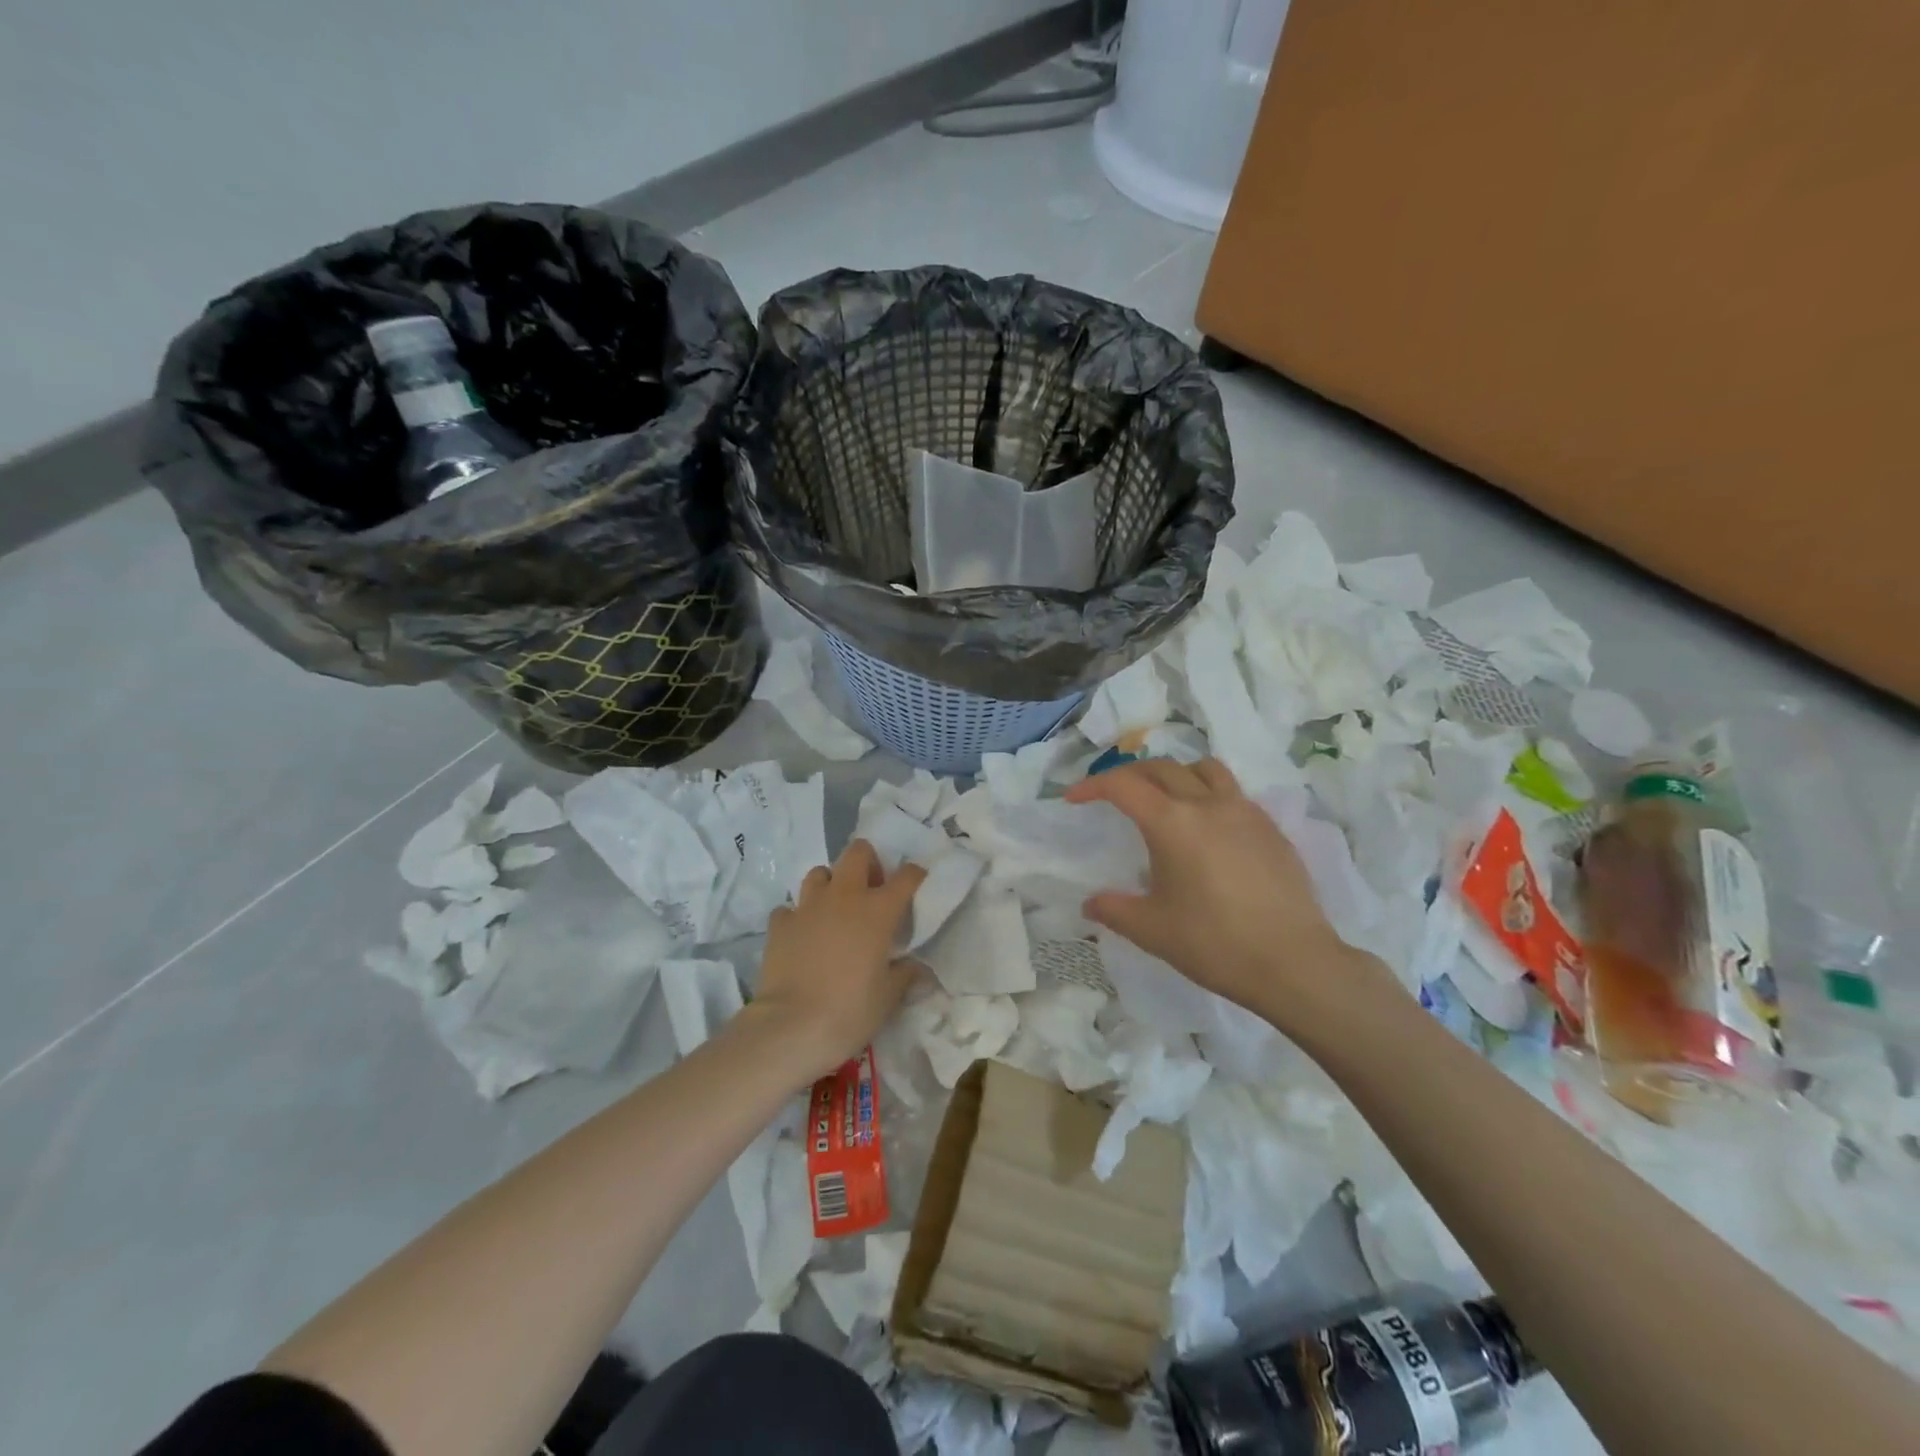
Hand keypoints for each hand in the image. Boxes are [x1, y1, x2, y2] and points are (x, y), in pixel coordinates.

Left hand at [744, 839, 926, 1084]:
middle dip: (868, 863)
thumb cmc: (850, 1011)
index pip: (907, 876)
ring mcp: (808, 906)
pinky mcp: (779, 924)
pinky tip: (802, 935)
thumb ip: (905, 975)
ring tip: (835, 910)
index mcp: (878, 910)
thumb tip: (917, 969)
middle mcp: (844, 897)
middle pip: (858, 852)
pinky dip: (798, 916)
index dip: (915, 876)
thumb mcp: (888, 998)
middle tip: (872, 890)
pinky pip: (790, 908)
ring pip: (820, 873)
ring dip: (831, 884)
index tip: (917, 885)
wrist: (791, 1028)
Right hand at [1064, 758, 1389, 1035]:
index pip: (1123, 785)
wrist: (1294, 963)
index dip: (1092, 785)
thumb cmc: (1214, 944)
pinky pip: (1233, 793)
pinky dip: (1209, 794)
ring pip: (1204, 769)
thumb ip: (1114, 910)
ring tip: (1165, 796)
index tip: (1073, 798)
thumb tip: (1090, 904)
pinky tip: (1209, 828)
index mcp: (1172, 823)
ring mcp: (1245, 812)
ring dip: (1175, 773)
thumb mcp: (1152, 930)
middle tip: (1112, 794)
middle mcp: (1207, 804)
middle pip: (1161, 768)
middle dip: (1129, 774)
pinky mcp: (1271, 828)